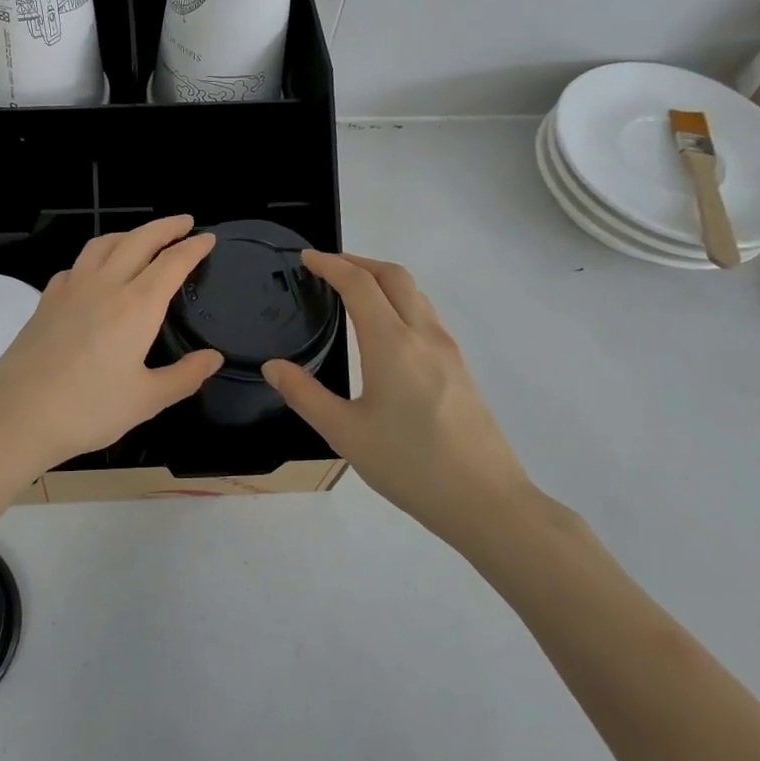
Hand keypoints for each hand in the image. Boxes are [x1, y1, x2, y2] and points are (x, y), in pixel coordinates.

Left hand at [0, 216, 223, 479]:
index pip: (172, 263)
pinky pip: (77, 264)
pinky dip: (96, 256)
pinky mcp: (46, 300)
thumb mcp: (146, 400)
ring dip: (129, 234)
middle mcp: (105, 285)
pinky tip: (96, 273)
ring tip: (143, 239)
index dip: (193, 247)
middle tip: (184, 222)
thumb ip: (184, 376)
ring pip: (103, 244)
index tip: (208, 238)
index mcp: (136, 306)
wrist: (16, 415)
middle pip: (139, 240)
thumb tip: (213, 358)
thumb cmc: (88, 410)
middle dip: (165, 227)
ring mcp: (70, 288)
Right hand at [262, 252, 534, 543]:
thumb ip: (304, 394)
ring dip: (383, 280)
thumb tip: (273, 366)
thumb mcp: (345, 434)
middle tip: (327, 267)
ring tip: (353, 292)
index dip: (331, 264)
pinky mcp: (460, 368)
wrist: (486, 501)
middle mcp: (424, 335)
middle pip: (394, 276)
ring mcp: (448, 350)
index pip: (359, 284)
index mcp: (392, 344)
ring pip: (416, 294)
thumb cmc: (410, 466)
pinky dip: (400, 302)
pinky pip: (427, 316)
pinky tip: (385, 331)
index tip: (306, 258)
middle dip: (359, 261)